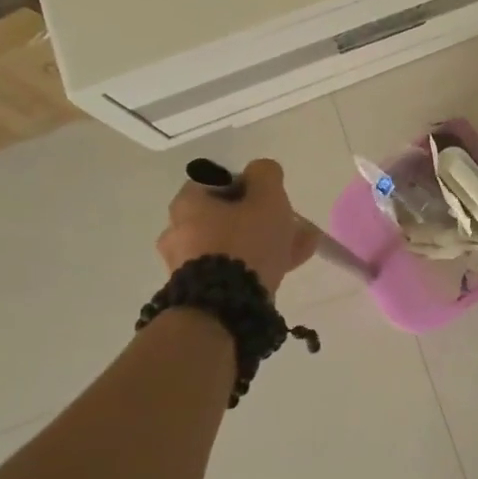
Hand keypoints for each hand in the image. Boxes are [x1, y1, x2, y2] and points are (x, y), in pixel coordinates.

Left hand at [156, 159, 318, 293]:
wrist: (226, 307)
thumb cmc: (245, 242)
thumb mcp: (267, 197)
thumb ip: (266, 175)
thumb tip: (261, 171)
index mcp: (187, 203)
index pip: (218, 182)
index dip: (249, 186)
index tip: (271, 198)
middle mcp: (177, 231)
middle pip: (227, 216)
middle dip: (262, 218)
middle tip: (291, 225)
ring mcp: (184, 264)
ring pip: (233, 244)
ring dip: (264, 242)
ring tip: (300, 248)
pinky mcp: (196, 291)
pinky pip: (230, 269)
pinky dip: (254, 264)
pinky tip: (287, 266)